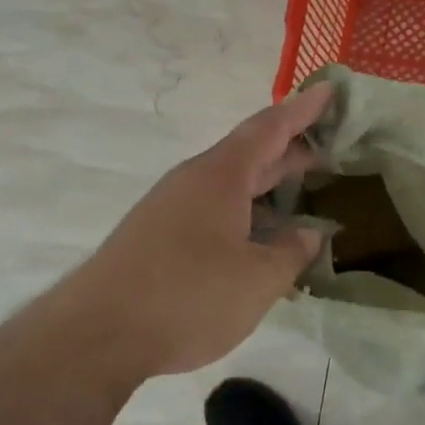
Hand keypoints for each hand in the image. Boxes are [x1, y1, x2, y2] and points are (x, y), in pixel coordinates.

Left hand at [63, 85, 330, 383]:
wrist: (95, 335)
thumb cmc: (188, 296)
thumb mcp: (257, 279)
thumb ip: (291, 252)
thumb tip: (309, 234)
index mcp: (221, 176)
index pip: (270, 128)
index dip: (303, 110)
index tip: (330, 89)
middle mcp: (194, 181)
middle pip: (250, 153)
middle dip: (290, 150)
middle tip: (329, 149)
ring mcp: (171, 207)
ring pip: (230, 184)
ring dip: (267, 185)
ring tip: (301, 195)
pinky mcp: (157, 235)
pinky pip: (213, 209)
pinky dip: (245, 212)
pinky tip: (258, 240)